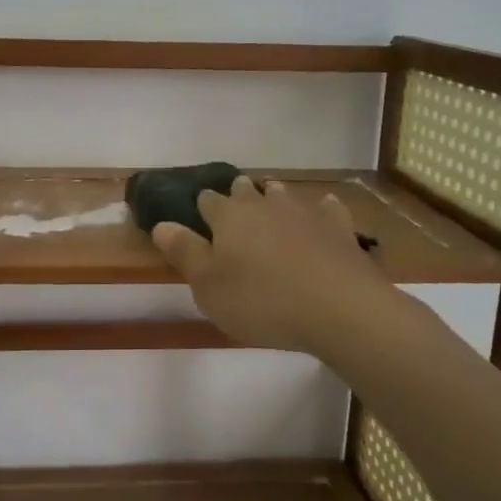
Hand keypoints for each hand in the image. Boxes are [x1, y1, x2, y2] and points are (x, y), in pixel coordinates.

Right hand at [152, 176, 396, 355]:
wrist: (339, 309)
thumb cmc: (262, 301)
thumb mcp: (209, 287)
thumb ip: (184, 253)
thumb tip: (161, 224)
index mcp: (229, 218)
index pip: (208, 202)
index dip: (201, 206)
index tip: (197, 212)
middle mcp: (265, 206)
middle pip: (246, 191)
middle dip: (238, 194)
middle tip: (234, 201)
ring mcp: (305, 213)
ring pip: (284, 195)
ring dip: (274, 196)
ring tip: (271, 197)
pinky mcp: (339, 229)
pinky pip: (328, 210)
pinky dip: (322, 209)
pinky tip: (324, 209)